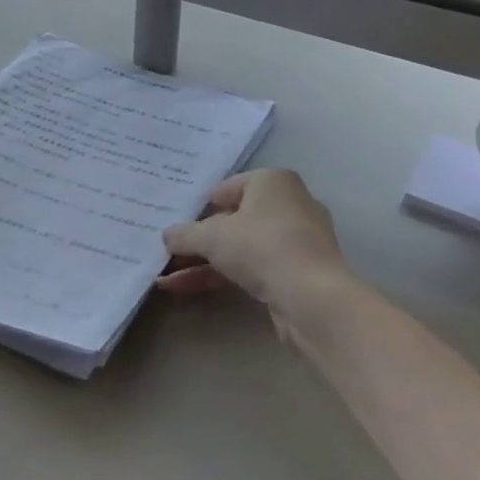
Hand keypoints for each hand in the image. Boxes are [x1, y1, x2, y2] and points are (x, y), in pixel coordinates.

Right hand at [158, 169, 352, 333]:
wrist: (313, 298)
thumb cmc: (261, 247)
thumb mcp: (212, 237)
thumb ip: (185, 234)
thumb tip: (167, 235)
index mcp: (272, 182)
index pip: (227, 188)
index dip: (199, 207)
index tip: (176, 225)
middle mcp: (288, 205)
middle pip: (233, 220)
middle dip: (199, 239)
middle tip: (168, 252)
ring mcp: (295, 241)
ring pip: (241, 248)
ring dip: (204, 263)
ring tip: (166, 278)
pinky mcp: (296, 274)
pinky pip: (252, 269)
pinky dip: (222, 277)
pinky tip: (187, 289)